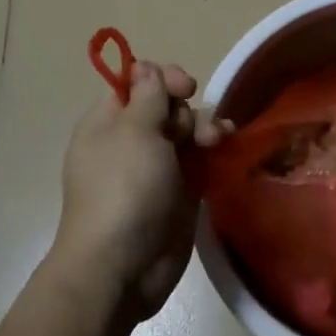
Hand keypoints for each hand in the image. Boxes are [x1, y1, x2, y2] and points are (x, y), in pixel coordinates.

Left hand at [48, 60, 225, 322]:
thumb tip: (146, 67)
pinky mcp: (179, 189)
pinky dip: (214, 148)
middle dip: (186, 107)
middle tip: (189, 129)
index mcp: (108, 122)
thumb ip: (148, 96)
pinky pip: (200, 157)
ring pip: (187, 129)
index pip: (137, 82)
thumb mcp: (135, 132)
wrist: (122, 267)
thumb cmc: (123, 190)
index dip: (162, 78)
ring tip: (216, 140)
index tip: (183, 87)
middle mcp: (131, 140)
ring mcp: (156, 166)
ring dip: (205, 126)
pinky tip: (227, 145)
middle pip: (167, 104)